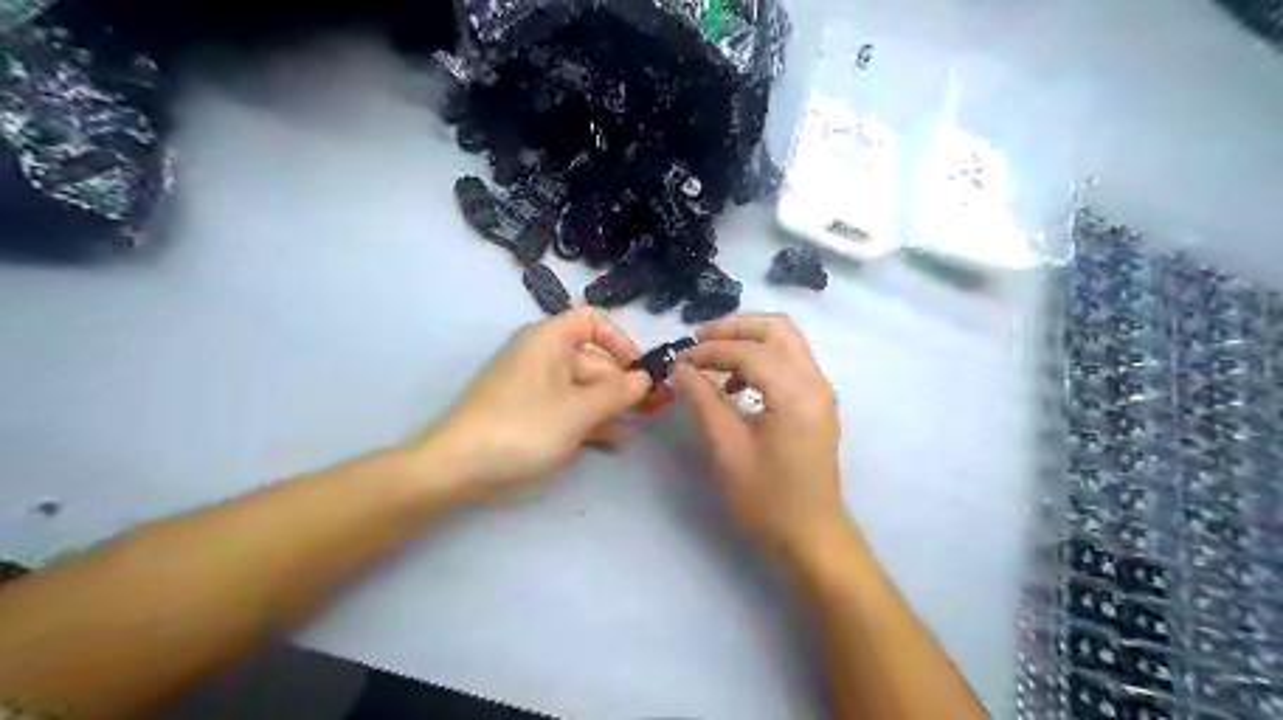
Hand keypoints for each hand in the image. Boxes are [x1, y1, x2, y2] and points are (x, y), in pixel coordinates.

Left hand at [410, 307, 672, 497]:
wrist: (457, 467)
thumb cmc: (522, 427)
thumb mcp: (578, 410)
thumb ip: (618, 393)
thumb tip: (645, 378)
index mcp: (549, 340)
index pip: (592, 322)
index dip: (620, 342)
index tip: (640, 370)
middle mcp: (542, 355)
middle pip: (593, 360)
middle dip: (625, 383)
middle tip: (658, 407)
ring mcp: (535, 386)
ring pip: (583, 388)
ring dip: (613, 405)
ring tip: (644, 424)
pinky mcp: (530, 412)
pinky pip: (568, 407)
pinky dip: (591, 419)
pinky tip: (617, 440)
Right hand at [677, 316, 847, 556]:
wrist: (811, 536)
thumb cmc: (767, 499)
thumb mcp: (726, 450)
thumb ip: (703, 401)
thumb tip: (681, 368)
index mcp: (795, 393)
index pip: (749, 351)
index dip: (710, 350)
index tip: (679, 361)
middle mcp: (815, 381)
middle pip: (777, 328)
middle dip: (735, 328)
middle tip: (699, 341)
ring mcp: (820, 391)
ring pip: (786, 340)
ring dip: (749, 340)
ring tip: (713, 360)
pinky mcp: (817, 402)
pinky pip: (790, 361)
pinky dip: (762, 358)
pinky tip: (737, 384)